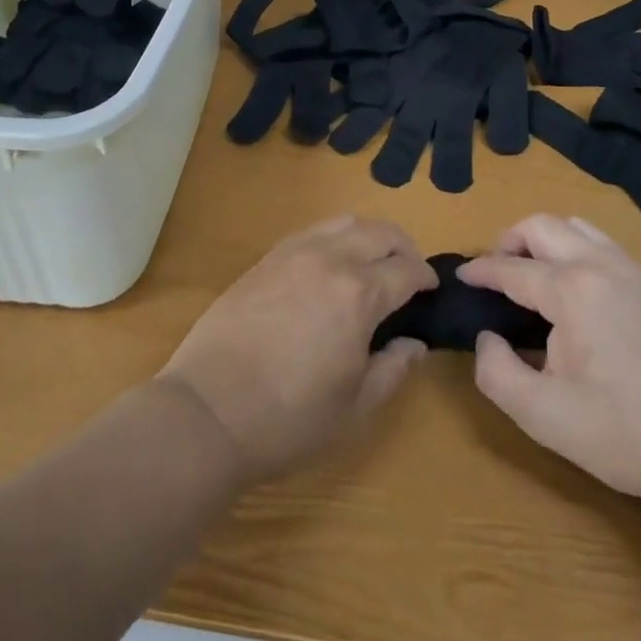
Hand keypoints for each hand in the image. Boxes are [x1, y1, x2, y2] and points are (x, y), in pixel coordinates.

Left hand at [159, 216, 437, 482]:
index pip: (406, 270)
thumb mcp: (354, 407)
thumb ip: (393, 369)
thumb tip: (415, 343)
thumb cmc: (288, 418)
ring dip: (369, 235)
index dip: (426, 278)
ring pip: (345, 222)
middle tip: (409, 273)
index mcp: (359, 294)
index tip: (432, 290)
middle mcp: (331, 259)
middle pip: (380, 232)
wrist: (209, 410)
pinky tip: (332, 264)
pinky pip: (312, 231)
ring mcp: (294, 253)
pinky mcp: (267, 258)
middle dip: (404, 248)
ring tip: (373, 262)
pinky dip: (335, 237)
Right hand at [459, 214, 640, 507]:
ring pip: (577, 227)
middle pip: (543, 226)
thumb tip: (485, 339)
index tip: (460, 276)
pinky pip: (604, 244)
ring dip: (545, 240)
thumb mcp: (546, 418)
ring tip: (532, 274)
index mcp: (571, 291)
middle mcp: (601, 266)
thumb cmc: (628, 434)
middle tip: (495, 272)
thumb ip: (498, 374)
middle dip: (510, 240)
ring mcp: (634, 272)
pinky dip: (576, 249)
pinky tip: (576, 289)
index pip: (512, 268)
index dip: (480, 271)